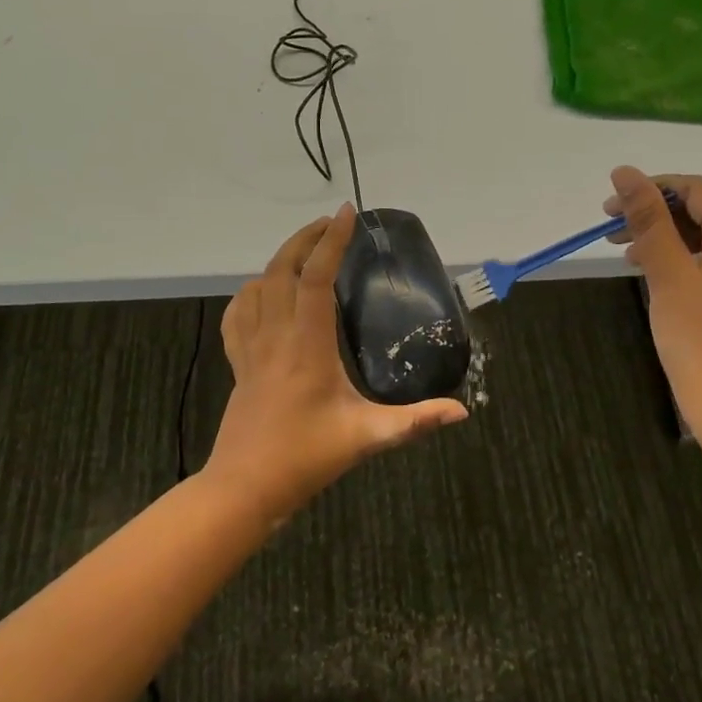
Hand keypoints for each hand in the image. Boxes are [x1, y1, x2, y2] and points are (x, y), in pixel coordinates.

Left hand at [205, 205, 465, 518]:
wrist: (244, 487)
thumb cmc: (306, 458)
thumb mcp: (367, 438)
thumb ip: (414, 422)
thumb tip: (461, 411)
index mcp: (307, 345)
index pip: (315, 279)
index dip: (331, 242)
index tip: (346, 214)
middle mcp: (275, 336)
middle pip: (281, 269)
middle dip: (305, 239)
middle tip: (330, 224)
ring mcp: (251, 348)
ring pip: (258, 286)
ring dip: (280, 259)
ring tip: (305, 250)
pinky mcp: (239, 363)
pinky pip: (239, 313)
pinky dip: (252, 291)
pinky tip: (264, 292)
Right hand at [602, 167, 701, 447]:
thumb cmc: (700, 337)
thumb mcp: (667, 271)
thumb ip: (647, 217)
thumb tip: (624, 171)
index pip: (696, 189)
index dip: (649, 191)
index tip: (607, 209)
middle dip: (656, 217)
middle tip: (610, 233)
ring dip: (668, 239)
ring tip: (628, 254)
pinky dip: (687, 261)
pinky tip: (658, 273)